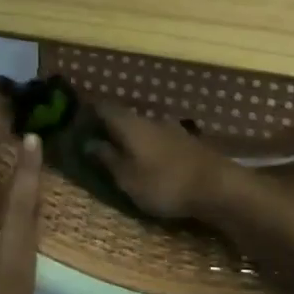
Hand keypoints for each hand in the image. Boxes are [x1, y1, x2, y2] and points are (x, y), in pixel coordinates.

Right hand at [88, 101, 241, 219]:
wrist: (218, 186)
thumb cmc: (164, 183)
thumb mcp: (128, 178)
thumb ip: (107, 159)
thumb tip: (89, 142)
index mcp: (130, 124)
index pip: (103, 107)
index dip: (88, 110)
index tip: (75, 117)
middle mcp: (149, 118)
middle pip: (123, 116)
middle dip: (108, 124)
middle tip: (93, 137)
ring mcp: (171, 128)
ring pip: (142, 126)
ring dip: (129, 135)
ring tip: (118, 150)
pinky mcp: (186, 141)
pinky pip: (157, 137)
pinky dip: (146, 144)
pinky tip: (146, 157)